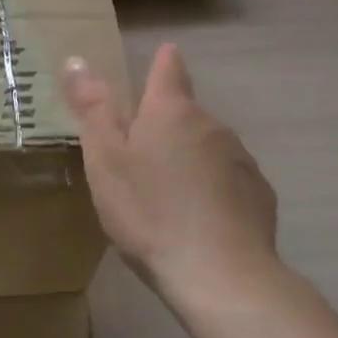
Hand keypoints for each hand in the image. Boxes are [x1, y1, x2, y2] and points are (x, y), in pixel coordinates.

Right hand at [62, 43, 282, 313]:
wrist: (220, 277)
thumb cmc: (150, 213)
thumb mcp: (105, 162)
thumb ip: (93, 110)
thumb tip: (77, 61)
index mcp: (171, 111)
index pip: (169, 68)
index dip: (162, 62)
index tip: (159, 61)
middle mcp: (211, 125)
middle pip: (185, 113)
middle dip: (165, 126)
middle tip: (139, 160)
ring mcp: (241, 160)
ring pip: (207, 148)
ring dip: (189, 160)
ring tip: (167, 198)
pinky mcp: (260, 196)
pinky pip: (229, 181)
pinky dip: (213, 191)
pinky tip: (200, 223)